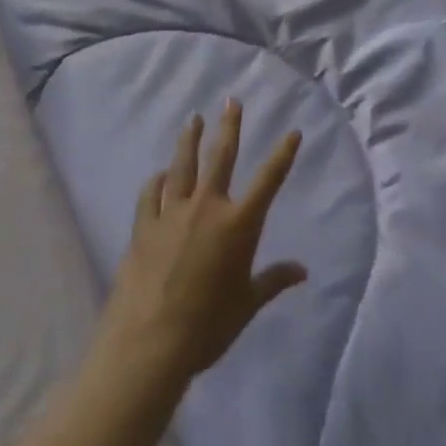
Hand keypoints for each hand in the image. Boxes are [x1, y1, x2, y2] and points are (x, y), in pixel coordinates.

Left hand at [96, 101, 307, 388]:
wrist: (148, 344)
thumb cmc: (208, 326)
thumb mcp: (247, 304)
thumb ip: (273, 280)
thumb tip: (302, 271)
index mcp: (239, 224)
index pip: (268, 180)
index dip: (283, 154)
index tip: (292, 131)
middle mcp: (207, 208)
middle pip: (221, 157)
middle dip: (229, 127)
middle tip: (231, 101)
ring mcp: (171, 214)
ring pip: (182, 166)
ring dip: (189, 140)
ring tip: (193, 119)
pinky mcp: (143, 228)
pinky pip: (151, 194)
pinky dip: (157, 181)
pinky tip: (159, 174)